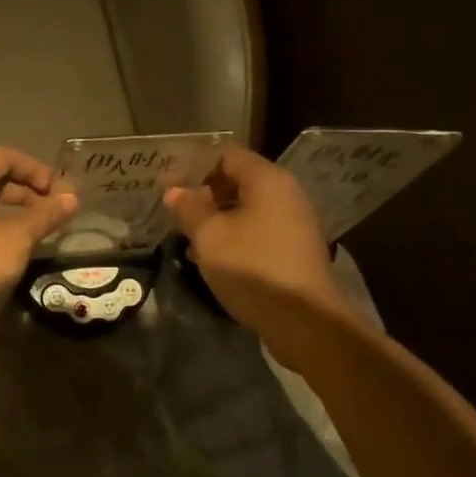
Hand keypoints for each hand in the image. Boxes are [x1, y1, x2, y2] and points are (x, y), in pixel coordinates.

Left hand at [0, 147, 77, 329]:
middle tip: (50, 211)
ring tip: (32, 229)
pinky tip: (3, 246)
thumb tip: (71, 198)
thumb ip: (45, 214)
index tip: (59, 192)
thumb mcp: (18, 239)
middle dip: (22, 190)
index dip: (37, 170)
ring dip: (5, 209)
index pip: (5, 157)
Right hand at [165, 147, 344, 356]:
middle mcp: (286, 193)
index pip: (228, 155)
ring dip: (218, 218)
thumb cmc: (253, 268)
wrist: (304, 320)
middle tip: (175, 211)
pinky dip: (235, 236)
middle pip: (239, 180)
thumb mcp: (210, 237)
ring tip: (188, 236)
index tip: (171, 183)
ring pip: (248, 208)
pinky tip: (214, 257)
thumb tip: (175, 191)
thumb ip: (189, 209)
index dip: (197, 165)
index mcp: (268, 180)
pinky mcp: (295, 248)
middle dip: (205, 194)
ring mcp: (294, 222)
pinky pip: (259, 230)